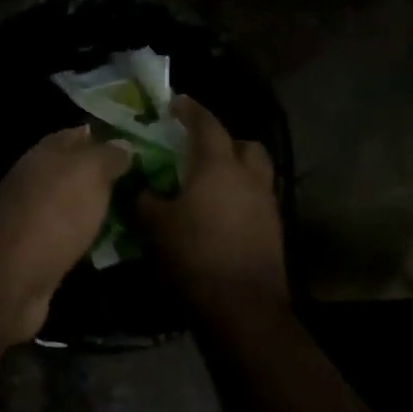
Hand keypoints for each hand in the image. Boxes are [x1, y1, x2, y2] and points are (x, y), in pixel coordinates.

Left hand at [0, 128, 132, 341]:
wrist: (10, 277)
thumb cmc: (52, 212)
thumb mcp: (87, 172)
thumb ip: (107, 155)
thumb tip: (124, 144)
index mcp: (46, 154)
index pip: (78, 135)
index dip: (107, 137)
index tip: (141, 144)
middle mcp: (38, 182)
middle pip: (78, 174)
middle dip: (109, 177)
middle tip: (150, 183)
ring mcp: (38, 221)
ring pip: (77, 208)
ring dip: (103, 210)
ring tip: (143, 213)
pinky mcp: (42, 256)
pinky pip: (75, 240)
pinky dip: (93, 241)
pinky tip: (119, 246)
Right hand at [134, 96, 287, 321]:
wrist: (241, 307)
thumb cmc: (194, 255)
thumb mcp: (154, 225)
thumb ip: (143, 199)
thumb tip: (138, 187)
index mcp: (218, 166)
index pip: (206, 124)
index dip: (190, 110)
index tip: (175, 103)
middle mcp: (249, 178)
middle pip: (244, 145)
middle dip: (224, 141)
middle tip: (198, 150)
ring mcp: (266, 205)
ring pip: (256, 172)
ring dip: (236, 170)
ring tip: (210, 184)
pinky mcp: (274, 231)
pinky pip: (257, 200)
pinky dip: (240, 198)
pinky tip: (220, 215)